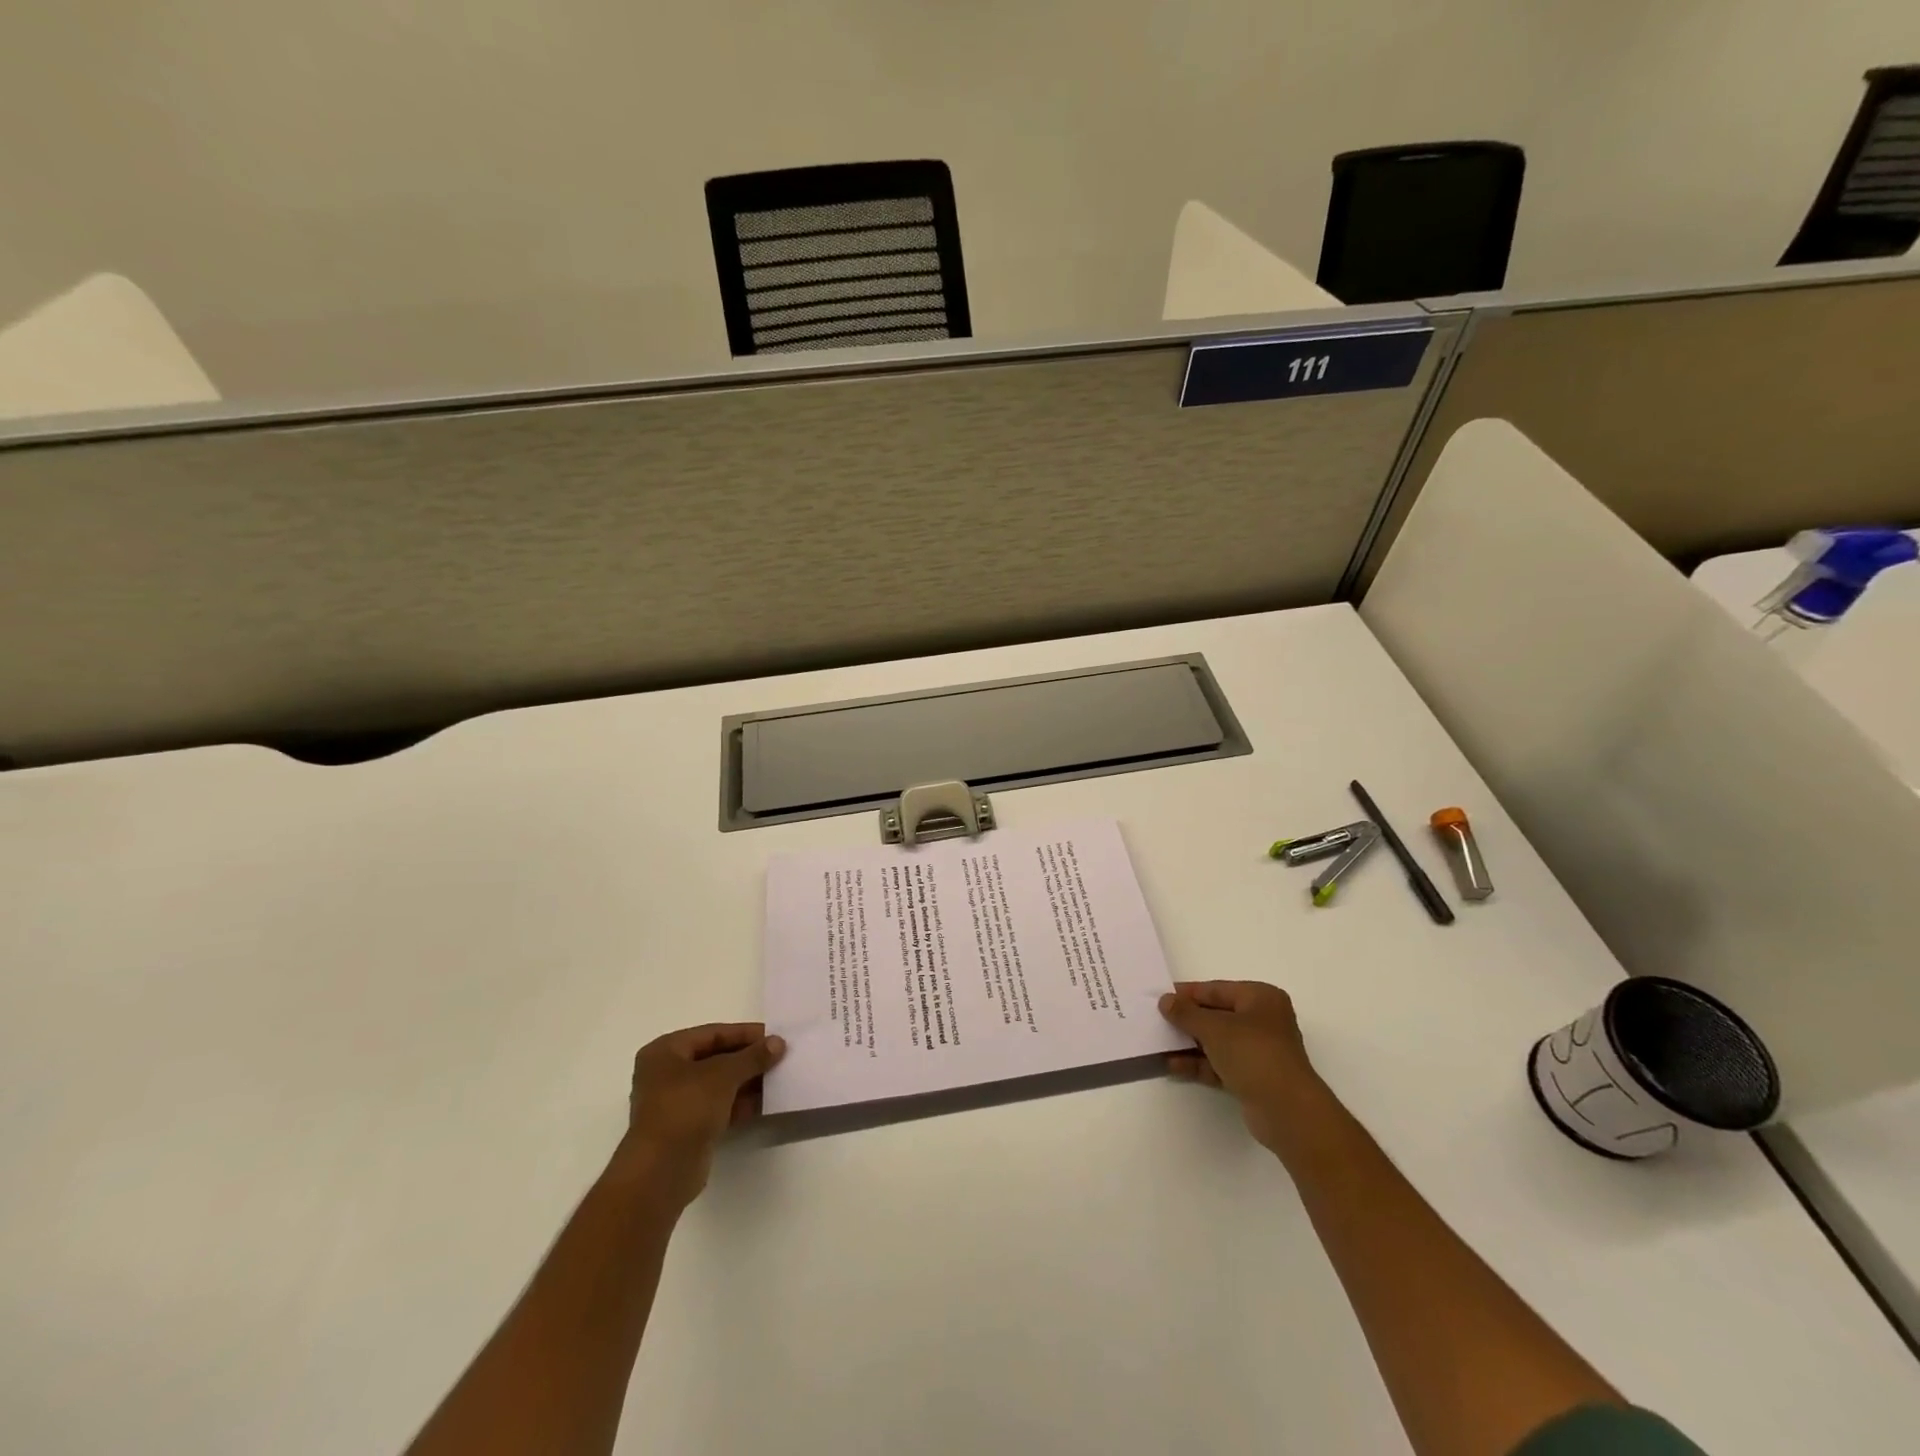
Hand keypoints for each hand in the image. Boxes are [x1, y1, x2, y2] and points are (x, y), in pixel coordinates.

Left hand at [617, 1023, 784, 1207]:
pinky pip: (719, 1107)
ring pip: (719, 1084)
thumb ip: (752, 1057)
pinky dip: (740, 1103)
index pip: (712, 1034)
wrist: (661, 1172)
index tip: (774, 1036)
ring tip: (779, 1078)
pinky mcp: (687, 1128)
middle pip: (715, 1058)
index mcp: (665, 1051)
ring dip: (747, 1081)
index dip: (745, 1034)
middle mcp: (667, 1074)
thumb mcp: (723, 1074)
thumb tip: (778, 1042)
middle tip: (780, 1057)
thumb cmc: (685, 1108)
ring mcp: (676, 1103)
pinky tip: (766, 1102)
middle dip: (747, 1059)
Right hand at [1160, 981, 1332, 1156]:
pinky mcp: (1253, 1078)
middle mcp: (1263, 1021)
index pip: (1216, 990)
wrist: (1287, 1111)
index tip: (1160, 997)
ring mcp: (1259, 1051)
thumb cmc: (1253, 1054)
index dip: (1187, 994)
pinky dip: (1199, 1064)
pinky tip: (1173, 1066)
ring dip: (1190, 1044)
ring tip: (1158, 1044)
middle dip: (1187, 1020)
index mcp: (1260, 998)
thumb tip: (1165, 1001)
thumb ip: (1186, 1013)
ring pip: (1217, 1042)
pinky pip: (1220, 1064)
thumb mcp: (1214, 1028)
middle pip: (1216, 1015)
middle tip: (1156, 1021)